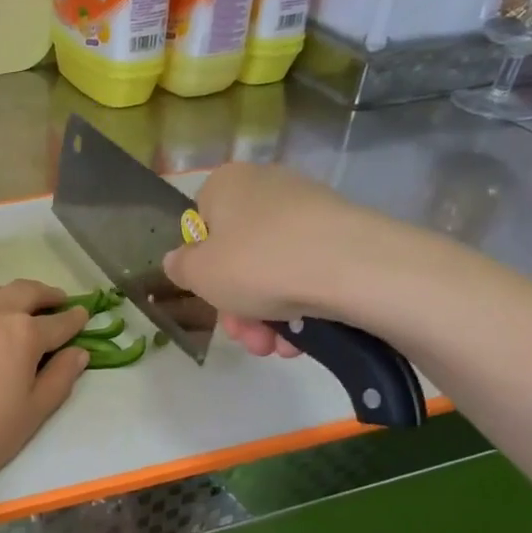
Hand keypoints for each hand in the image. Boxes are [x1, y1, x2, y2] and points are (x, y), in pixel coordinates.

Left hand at [0, 280, 90, 493]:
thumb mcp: (33, 413)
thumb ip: (59, 379)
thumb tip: (79, 353)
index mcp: (23, 334)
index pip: (58, 322)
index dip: (74, 319)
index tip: (83, 315)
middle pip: (24, 292)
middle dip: (45, 294)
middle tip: (55, 300)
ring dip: (8, 297)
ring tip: (13, 308)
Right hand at [162, 162, 401, 354]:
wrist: (352, 268)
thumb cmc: (257, 264)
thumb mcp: (198, 273)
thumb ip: (179, 267)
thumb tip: (179, 260)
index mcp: (226, 184)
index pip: (200, 225)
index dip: (201, 267)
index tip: (210, 297)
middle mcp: (267, 188)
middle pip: (238, 256)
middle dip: (238, 306)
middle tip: (245, 337)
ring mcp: (309, 210)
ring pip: (272, 271)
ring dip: (266, 317)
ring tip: (276, 347)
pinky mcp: (344, 235)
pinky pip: (307, 274)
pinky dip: (300, 307)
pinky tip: (302, 339)